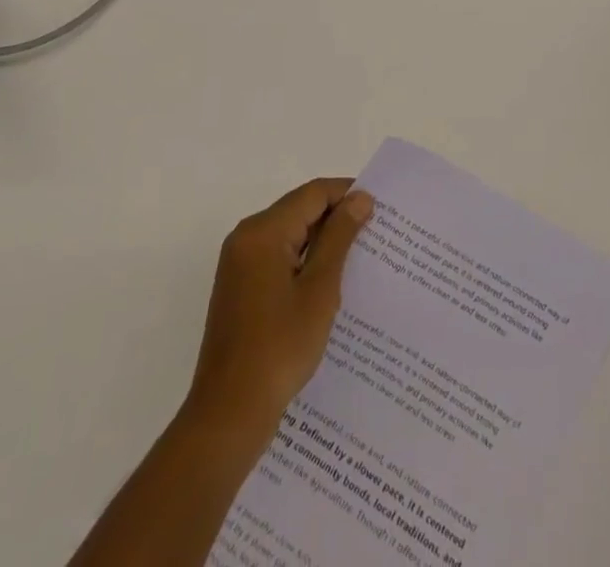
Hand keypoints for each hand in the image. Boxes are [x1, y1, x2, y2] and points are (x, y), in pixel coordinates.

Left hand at [184, 178, 375, 442]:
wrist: (228, 415)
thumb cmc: (279, 348)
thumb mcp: (319, 290)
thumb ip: (339, 238)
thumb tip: (360, 198)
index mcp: (262, 231)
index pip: (312, 194)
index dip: (347, 194)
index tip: (381, 208)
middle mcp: (246, 238)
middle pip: (299, 210)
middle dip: (337, 218)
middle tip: (377, 232)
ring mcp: (240, 264)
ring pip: (290, 235)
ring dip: (322, 242)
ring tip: (361, 256)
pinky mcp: (240, 288)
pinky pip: (279, 258)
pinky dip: (305, 261)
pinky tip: (331, 281)